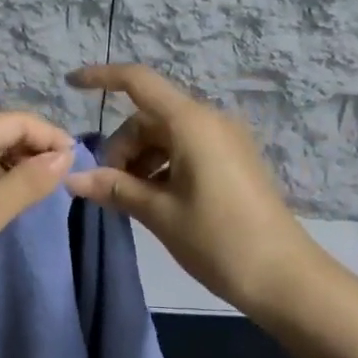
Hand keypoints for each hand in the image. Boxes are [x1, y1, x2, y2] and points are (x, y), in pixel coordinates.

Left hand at [0, 112, 74, 322]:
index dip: (49, 135)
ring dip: (17, 171)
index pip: (14, 120)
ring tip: (48, 193)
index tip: (79, 162)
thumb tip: (65, 155)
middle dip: (34, 152)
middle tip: (67, 181)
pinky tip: (17, 204)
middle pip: (0, 135)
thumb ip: (29, 181)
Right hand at [67, 64, 313, 315]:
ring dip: (141, 159)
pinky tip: (156, 198)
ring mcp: (225, 140)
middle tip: (107, 187)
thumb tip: (73, 179)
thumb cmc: (219, 240)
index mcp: (191, 122)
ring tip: (130, 199)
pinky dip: (163, 165)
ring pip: (167, 134)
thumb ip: (115, 188)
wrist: (287, 279)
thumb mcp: (160, 213)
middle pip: (149, 116)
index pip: (138, 81)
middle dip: (122, 145)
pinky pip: (187, 148)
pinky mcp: (234, 160)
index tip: (70, 84)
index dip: (102, 77)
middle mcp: (209, 120)